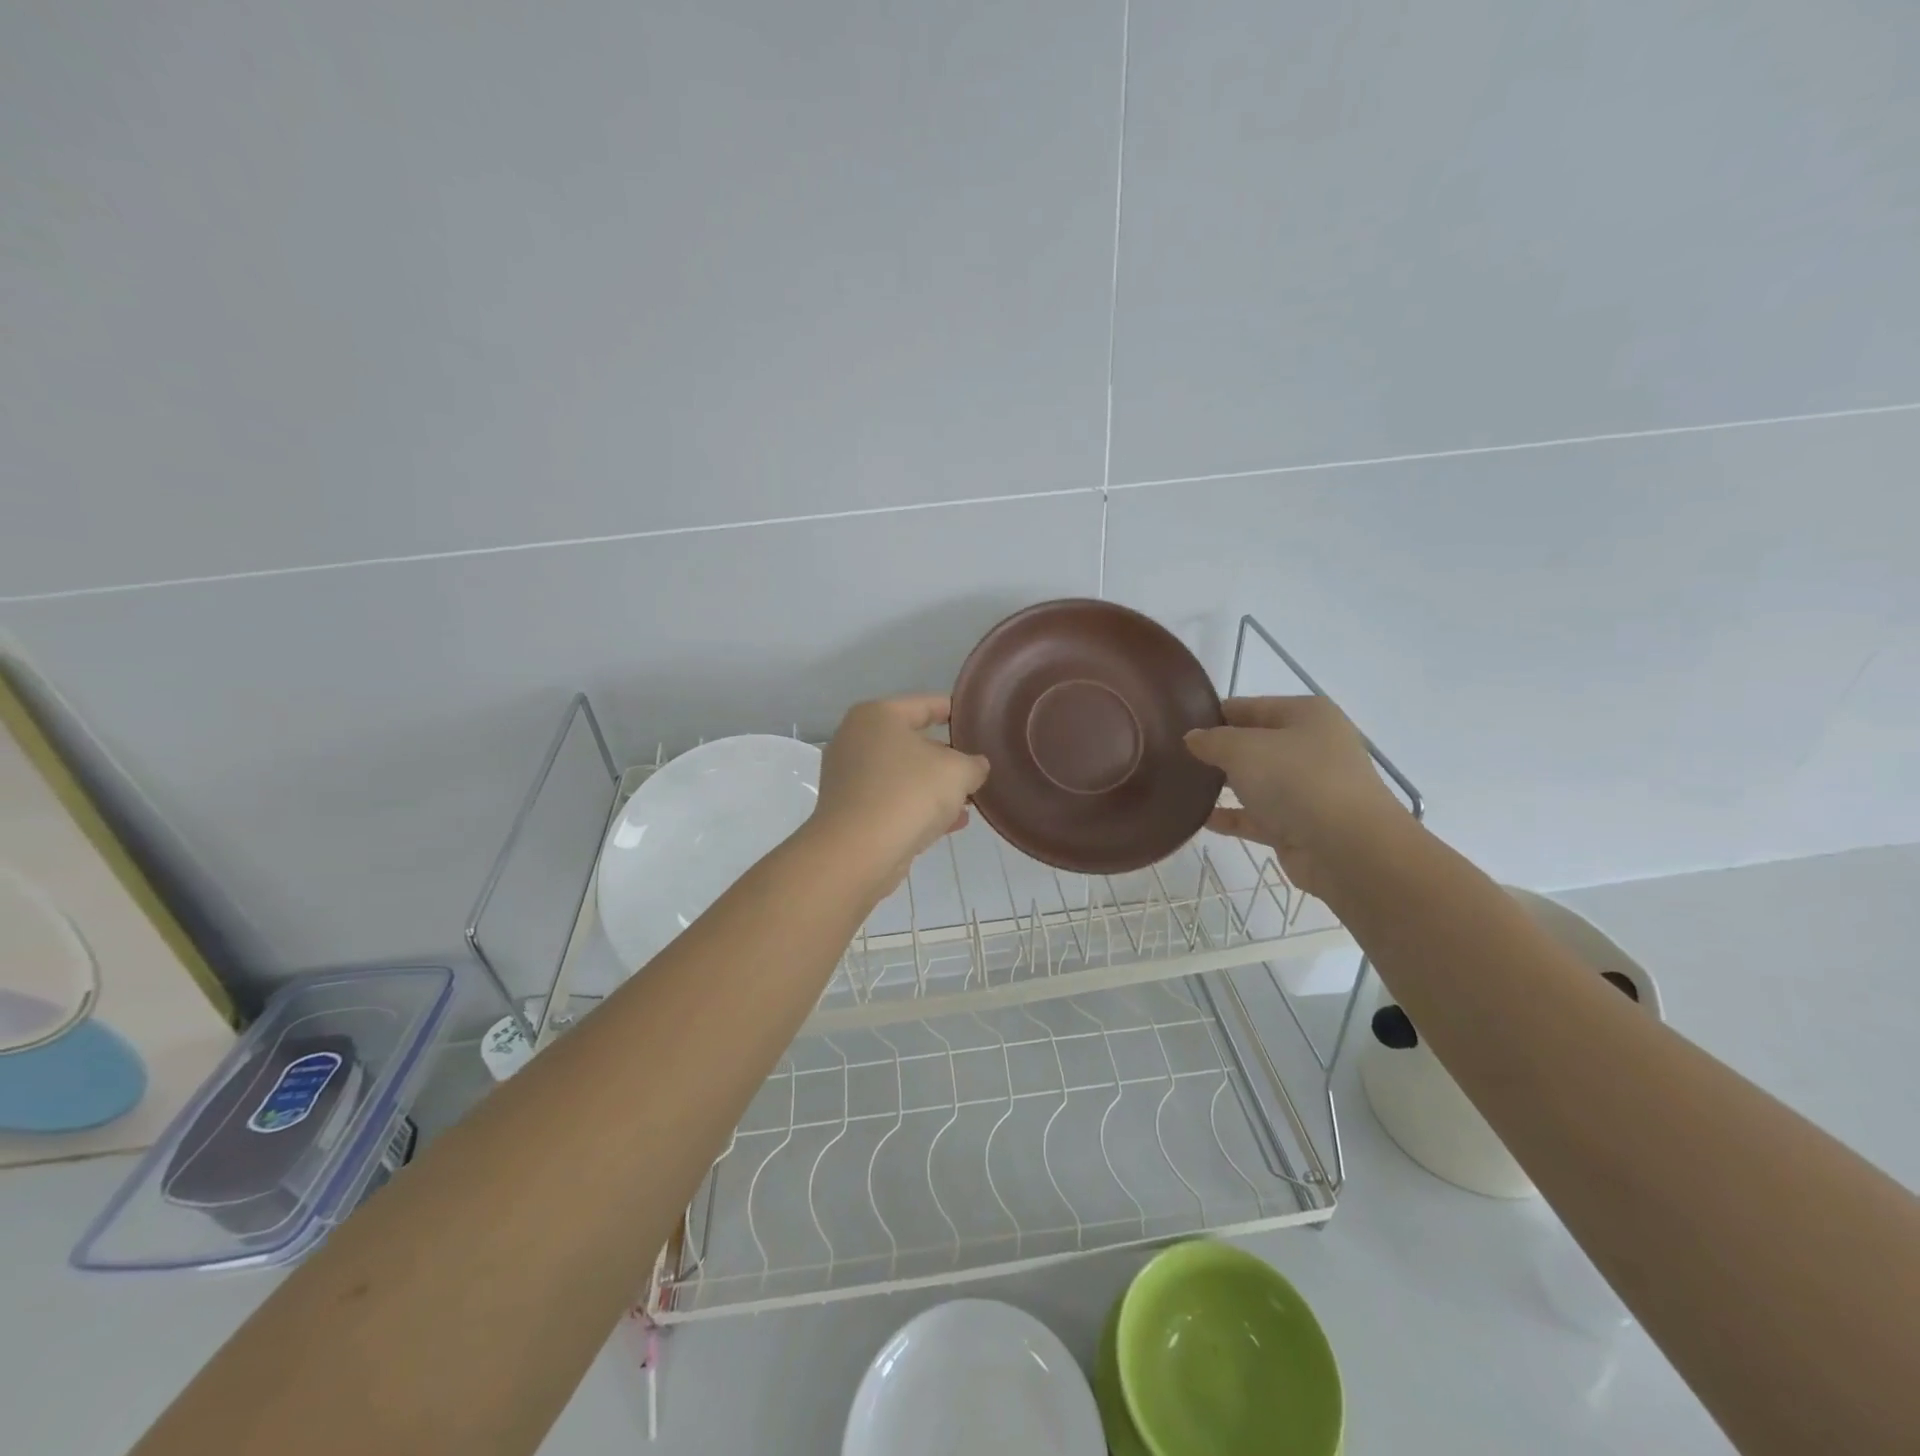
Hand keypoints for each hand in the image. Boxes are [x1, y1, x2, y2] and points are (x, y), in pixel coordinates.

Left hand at [810, 695, 989, 892]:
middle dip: (946, 757)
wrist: (857, 852)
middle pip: (912, 741)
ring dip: (934, 787)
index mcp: (877, 715)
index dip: (955, 711)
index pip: (925, 705)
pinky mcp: (849, 810)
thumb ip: (973, 764)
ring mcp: (848, 776)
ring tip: (969, 800)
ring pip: (902, 774)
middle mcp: (856, 739)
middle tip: (976, 766)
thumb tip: (974, 767)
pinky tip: (951, 823)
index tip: (977, 722)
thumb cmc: (908, 794)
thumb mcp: (957, 772)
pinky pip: (892, 800)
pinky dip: (918, 807)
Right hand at [1185, 696, 1408, 896]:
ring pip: (1256, 781)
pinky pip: (1256, 816)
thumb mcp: (1243, 749)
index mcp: (1306, 715)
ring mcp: (1307, 789)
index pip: (1250, 706)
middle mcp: (1310, 747)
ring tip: (1180, 785)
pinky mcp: (1299, 826)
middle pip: (1254, 744)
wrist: (1347, 848)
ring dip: (1223, 784)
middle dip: (1218, 751)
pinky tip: (1199, 818)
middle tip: (1174, 757)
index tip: (1178, 725)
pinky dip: (1232, 816)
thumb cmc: (1297, 780)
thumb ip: (1212, 740)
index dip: (1214, 714)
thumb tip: (1193, 738)